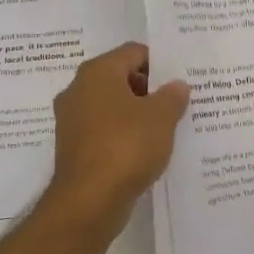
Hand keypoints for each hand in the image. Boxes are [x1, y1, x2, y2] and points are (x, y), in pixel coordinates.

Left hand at [48, 42, 189, 221]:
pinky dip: (123, 135)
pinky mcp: (73, 147)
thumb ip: (172, 96)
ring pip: (112, 106)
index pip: (134, 52)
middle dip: (149, 89)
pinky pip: (104, 131)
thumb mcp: (161, 118)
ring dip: (137, 114)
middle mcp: (78, 89)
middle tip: (178, 104)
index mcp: (97, 72)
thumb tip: (177, 85)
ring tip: (166, 128)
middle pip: (120, 78)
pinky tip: (145, 150)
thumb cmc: (126, 147)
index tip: (182, 80)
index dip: (161, 63)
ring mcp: (72, 120)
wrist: (89, 201)